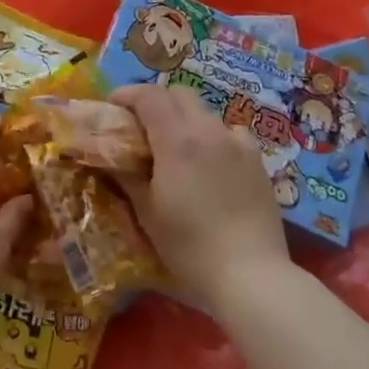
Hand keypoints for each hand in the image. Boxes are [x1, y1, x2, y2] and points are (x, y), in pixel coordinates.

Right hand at [110, 84, 288, 303]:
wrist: (250, 274)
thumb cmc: (189, 245)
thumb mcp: (147, 212)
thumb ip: (128, 175)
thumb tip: (110, 156)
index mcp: (178, 139)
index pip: (149, 96)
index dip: (127, 94)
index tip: (112, 107)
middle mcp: (209, 130)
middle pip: (179, 94)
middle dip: (156, 102)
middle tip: (140, 125)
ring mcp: (238, 142)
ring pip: (205, 112)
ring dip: (184, 119)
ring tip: (175, 147)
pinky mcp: (258, 160)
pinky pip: (230, 133)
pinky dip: (213, 136)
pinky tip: (210, 162)